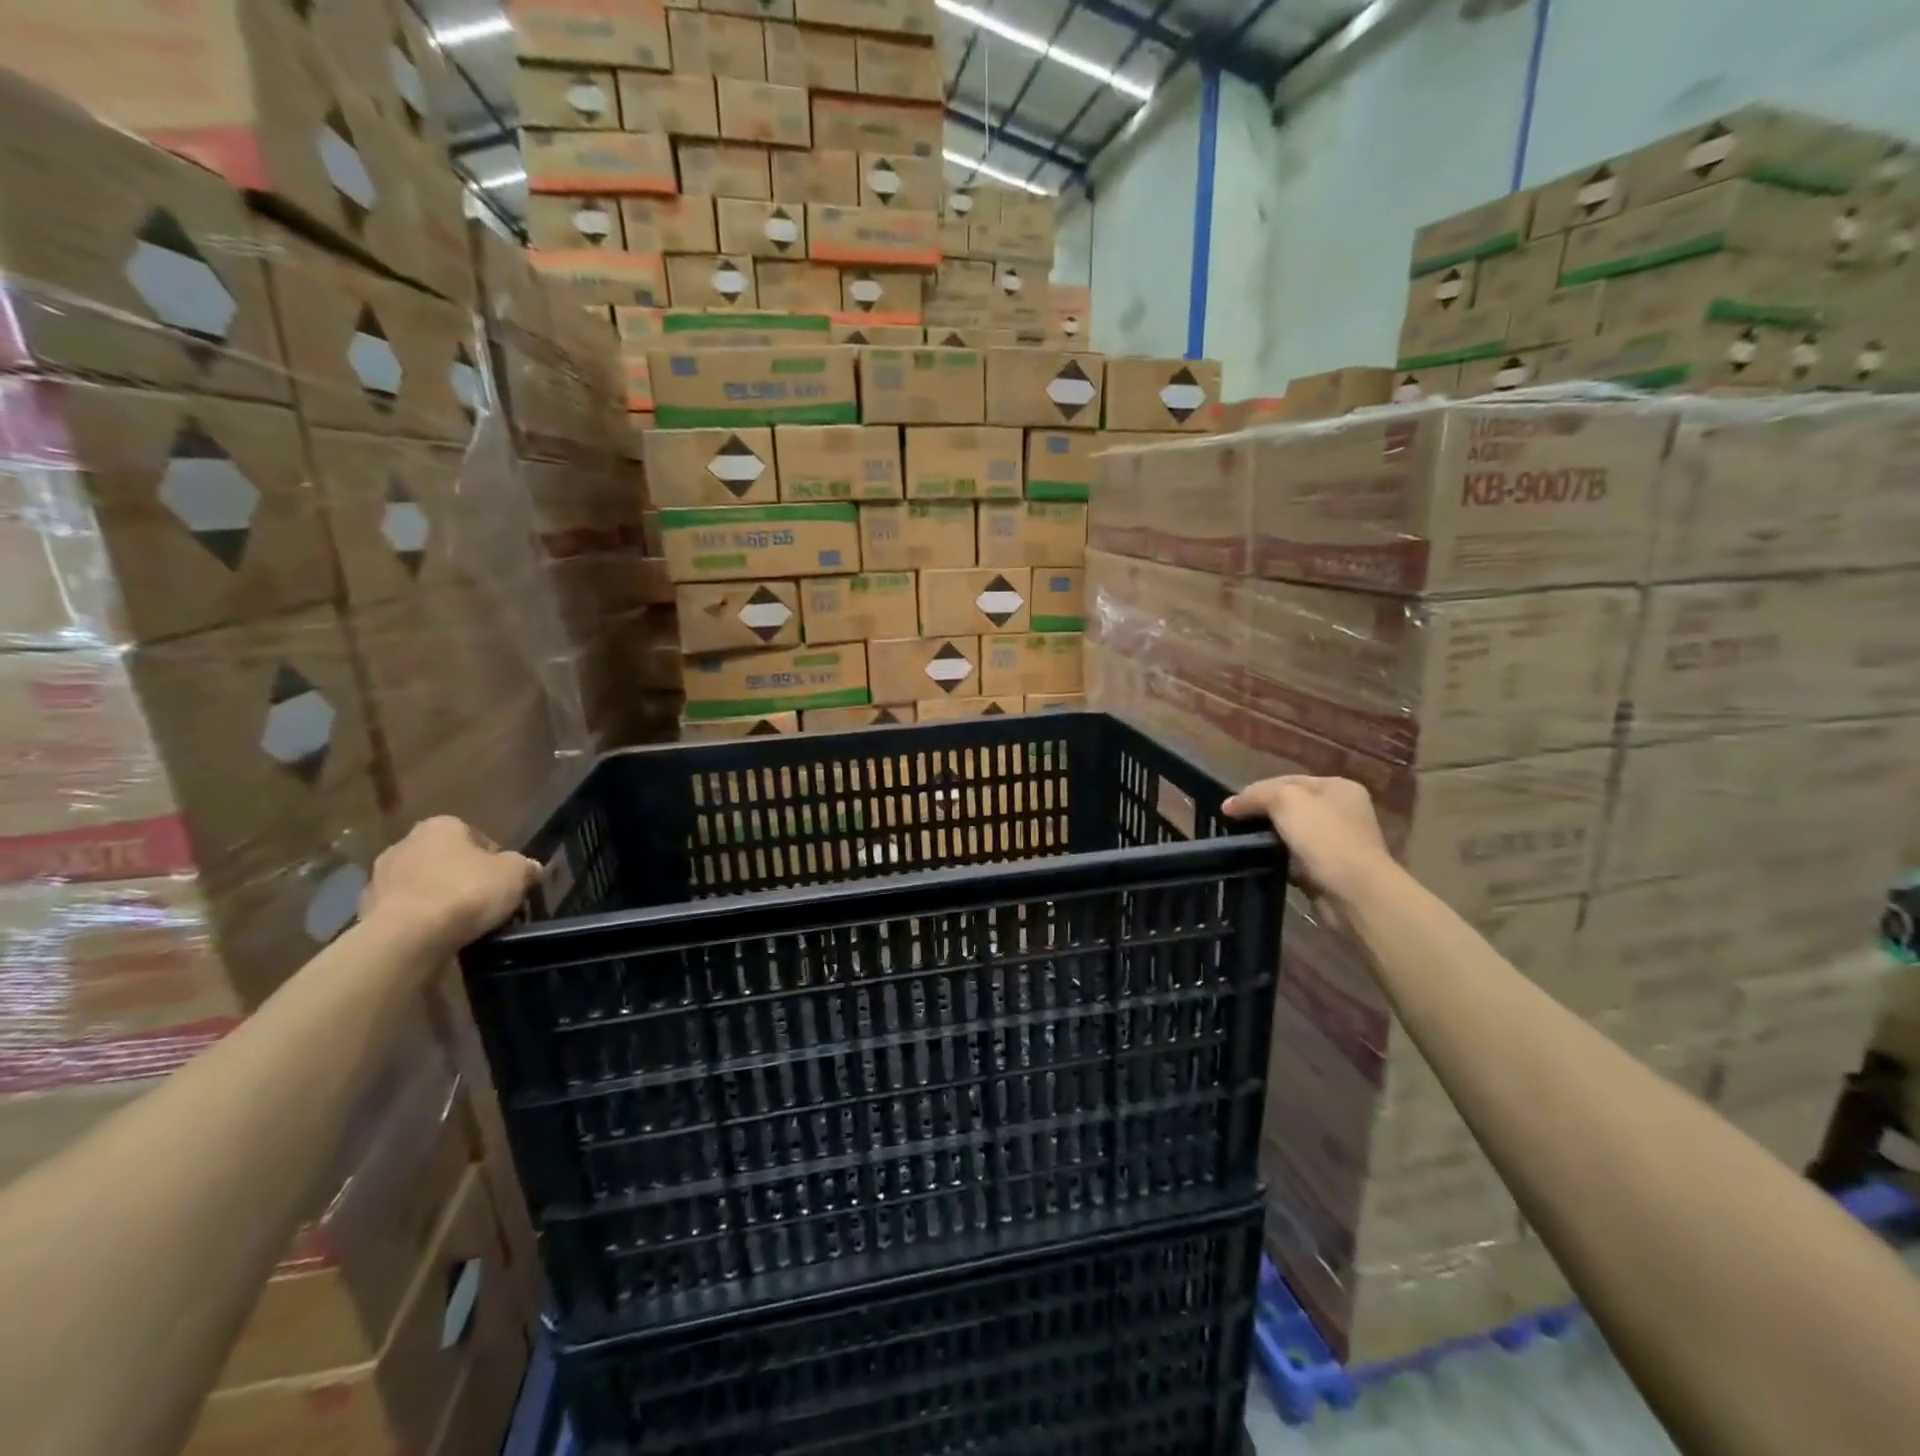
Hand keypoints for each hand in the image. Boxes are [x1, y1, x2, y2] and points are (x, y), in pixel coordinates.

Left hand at [360, 817, 540, 949]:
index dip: (495, 859)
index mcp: (441, 826)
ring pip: (423, 885)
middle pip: (446, 860)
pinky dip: (420, 920)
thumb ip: (525, 866)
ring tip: (463, 923)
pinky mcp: (365, 911)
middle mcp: (405, 843)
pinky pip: (405, 911)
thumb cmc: (466, 892)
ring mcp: (380, 878)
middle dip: (463, 877)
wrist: (406, 938)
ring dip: (439, 898)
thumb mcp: (515, 874)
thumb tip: (530, 868)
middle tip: (486, 901)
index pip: (476, 837)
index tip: (505, 882)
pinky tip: (438, 936)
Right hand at [1222, 776, 1395, 908]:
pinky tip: (1264, 862)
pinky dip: (1280, 859)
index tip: (1229, 808)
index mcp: (1338, 787)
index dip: (1256, 791)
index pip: (1287, 780)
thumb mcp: (1285, 801)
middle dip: (1262, 814)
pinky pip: (1296, 857)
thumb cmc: (1324, 838)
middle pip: (1290, 806)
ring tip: (1244, 844)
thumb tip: (1229, 805)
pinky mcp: (1330, 869)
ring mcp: (1338, 841)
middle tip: (1234, 825)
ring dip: (1269, 838)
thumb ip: (1256, 795)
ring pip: (1291, 833)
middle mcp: (1342, 811)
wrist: (1355, 893)